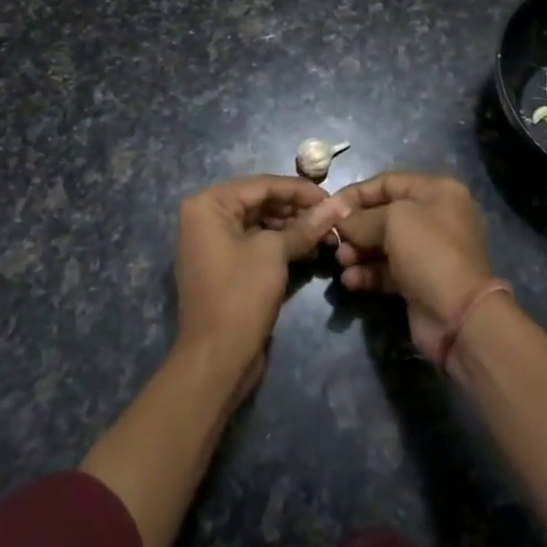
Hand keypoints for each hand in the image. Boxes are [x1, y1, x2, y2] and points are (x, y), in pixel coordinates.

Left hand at [175, 177, 345, 392]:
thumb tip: (339, 204)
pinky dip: (281, 245)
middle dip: (297, 210)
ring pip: (261, 224)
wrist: (216, 360)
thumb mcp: (275, 253)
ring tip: (327, 235)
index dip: (300, 190)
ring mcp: (214, 243)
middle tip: (333, 219)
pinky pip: (256, 244)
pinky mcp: (225, 266)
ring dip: (293, 228)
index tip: (333, 198)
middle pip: (261, 202)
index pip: (262, 185)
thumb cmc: (240, 295)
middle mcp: (206, 217)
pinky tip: (310, 251)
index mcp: (209, 204)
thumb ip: (305, 226)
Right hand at [328, 172, 497, 362]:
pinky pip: (386, 270)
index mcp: (437, 192)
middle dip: (355, 226)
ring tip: (341, 262)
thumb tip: (340, 220)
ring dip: (358, 251)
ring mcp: (427, 251)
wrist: (459, 316)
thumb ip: (362, 217)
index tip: (329, 207)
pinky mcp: (419, 281)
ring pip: (383, 244)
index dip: (356, 193)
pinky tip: (350, 281)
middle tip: (332, 239)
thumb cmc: (429, 252)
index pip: (388, 182)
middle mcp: (434, 217)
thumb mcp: (394, 220)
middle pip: (384, 214)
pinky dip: (367, 273)